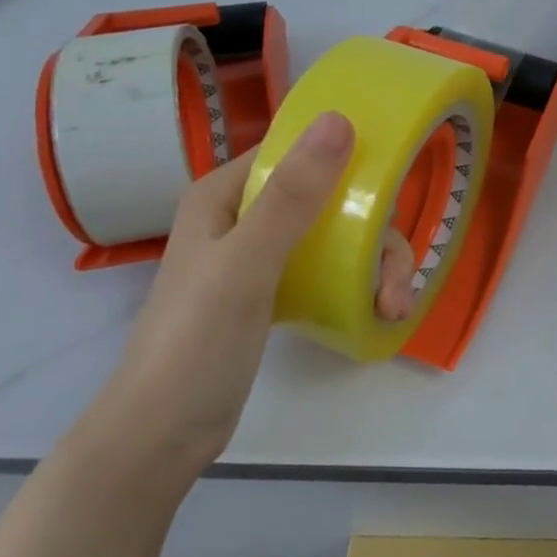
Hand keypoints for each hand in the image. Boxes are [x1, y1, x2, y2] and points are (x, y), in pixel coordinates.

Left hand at [90, 113, 414, 472]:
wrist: (162, 435)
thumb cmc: (196, 341)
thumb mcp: (247, 263)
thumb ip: (293, 195)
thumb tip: (340, 120)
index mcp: (227, 192)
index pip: (298, 151)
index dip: (349, 159)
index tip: (391, 187)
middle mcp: (245, 214)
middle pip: (331, 198)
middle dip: (374, 235)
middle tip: (395, 281)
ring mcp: (261, 255)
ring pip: (338, 236)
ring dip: (375, 266)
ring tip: (392, 307)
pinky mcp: (274, 291)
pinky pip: (330, 269)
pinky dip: (358, 285)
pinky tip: (378, 311)